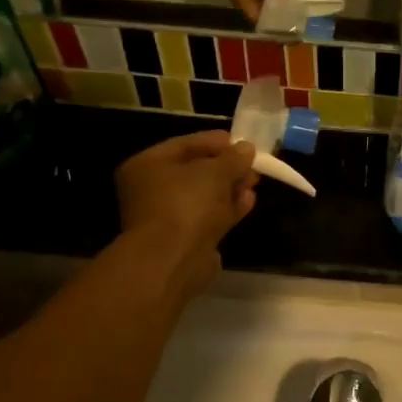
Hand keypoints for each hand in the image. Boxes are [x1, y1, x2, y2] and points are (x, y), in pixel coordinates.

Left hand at [115, 131, 259, 294]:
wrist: (174, 260)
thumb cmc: (186, 204)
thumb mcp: (215, 172)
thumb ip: (233, 158)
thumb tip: (246, 148)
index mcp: (146, 165)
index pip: (184, 144)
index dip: (215, 141)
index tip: (242, 141)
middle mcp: (151, 190)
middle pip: (194, 171)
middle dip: (226, 167)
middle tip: (252, 163)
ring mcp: (167, 217)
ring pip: (203, 196)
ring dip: (230, 188)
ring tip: (255, 181)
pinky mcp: (184, 239)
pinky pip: (208, 217)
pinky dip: (228, 208)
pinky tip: (249, 201)